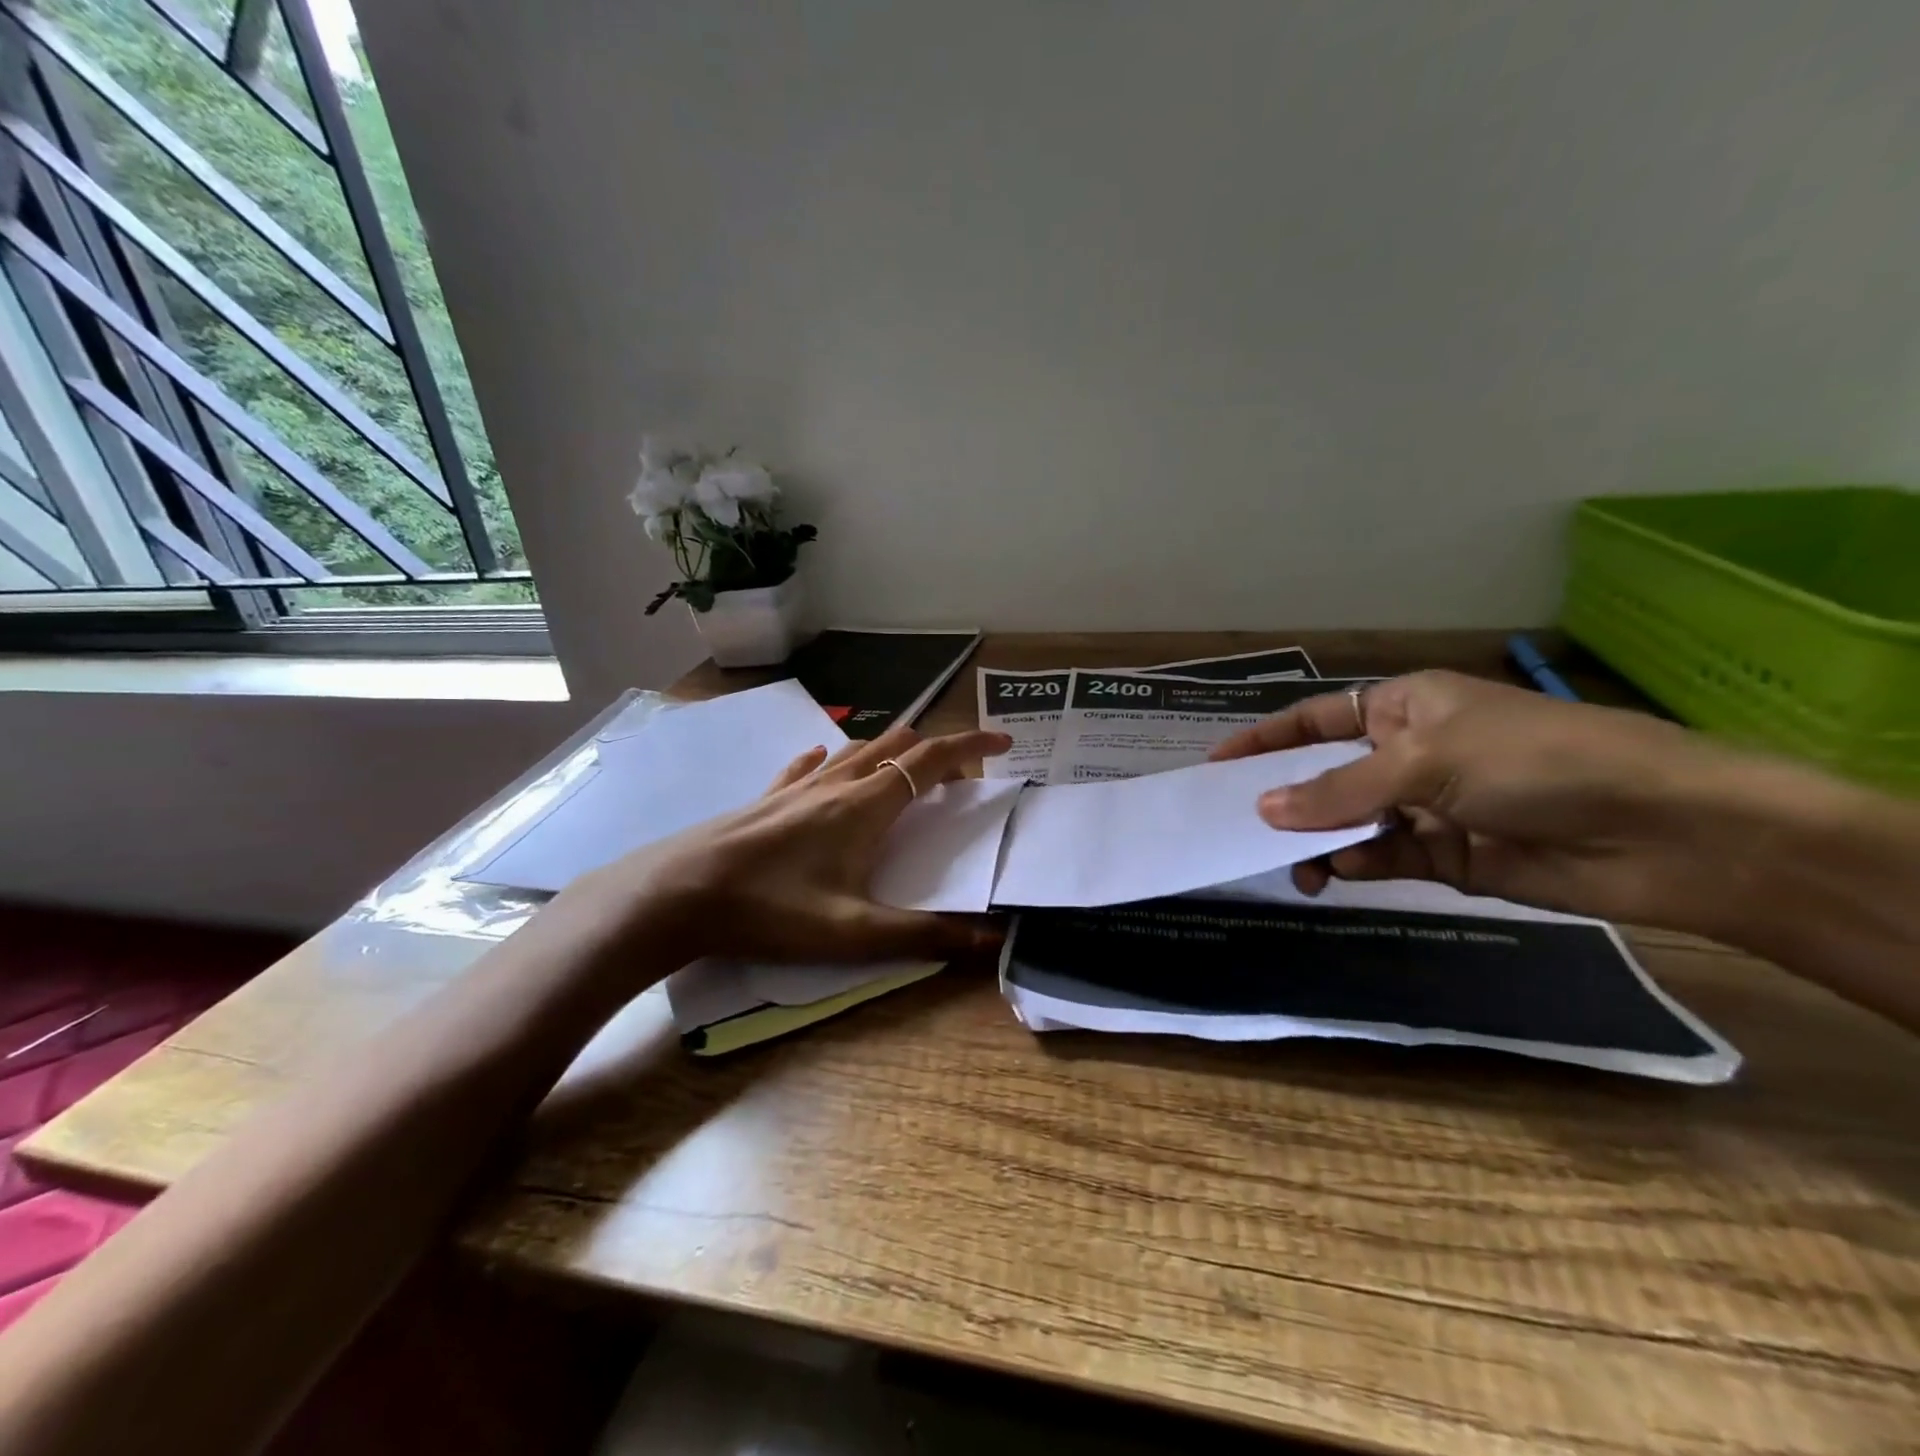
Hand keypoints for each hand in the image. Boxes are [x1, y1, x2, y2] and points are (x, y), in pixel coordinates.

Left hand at [584, 724, 1013, 964]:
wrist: (679, 894)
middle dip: (935, 752)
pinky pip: (809, 765)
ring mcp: (797, 786)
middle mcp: (837, 782)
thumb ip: (926, 936)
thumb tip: (992, 942)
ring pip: (856, 749)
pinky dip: (833, 760)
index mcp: (867, 805)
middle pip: (897, 745)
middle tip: (957, 781)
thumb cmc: (772, 909)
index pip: (932, 759)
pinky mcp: (767, 797)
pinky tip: (825, 766)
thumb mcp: (855, 933)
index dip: (972, 744)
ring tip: (904, 777)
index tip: (1003, 741)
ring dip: (890, 753)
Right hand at [1208, 670, 1741, 928]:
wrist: (1662, 832)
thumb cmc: (1535, 761)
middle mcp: (1410, 753)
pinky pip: (1382, 857)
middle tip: (1237, 826)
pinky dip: (1356, 866)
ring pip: (1349, 822)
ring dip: (1318, 840)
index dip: (1267, 739)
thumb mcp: (1425, 761)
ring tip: (1290, 865)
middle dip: (1286, 798)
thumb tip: (1263, 809)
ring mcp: (1427, 806)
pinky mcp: (1446, 856)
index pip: (1318, 719)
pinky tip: (1336, 875)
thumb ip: (1339, 790)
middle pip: (1327, 774)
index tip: (1218, 766)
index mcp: (1406, 706)